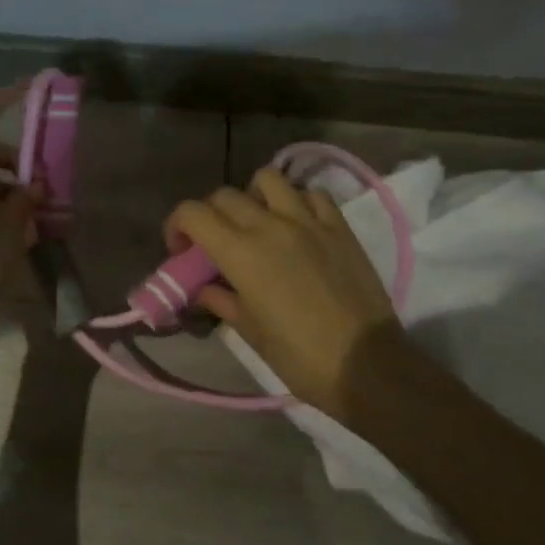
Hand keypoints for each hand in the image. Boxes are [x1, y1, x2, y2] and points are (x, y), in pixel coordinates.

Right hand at [165, 167, 401, 415]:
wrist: (367, 365)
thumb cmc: (299, 356)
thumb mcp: (249, 331)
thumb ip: (220, 299)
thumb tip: (203, 288)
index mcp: (240, 252)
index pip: (193, 213)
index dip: (176, 225)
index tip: (180, 250)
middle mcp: (270, 225)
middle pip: (224, 196)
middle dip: (209, 215)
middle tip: (214, 242)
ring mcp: (308, 221)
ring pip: (268, 179)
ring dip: (253, 195)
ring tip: (257, 221)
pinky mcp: (339, 227)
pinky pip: (312, 194)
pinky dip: (297, 201)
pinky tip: (297, 224)